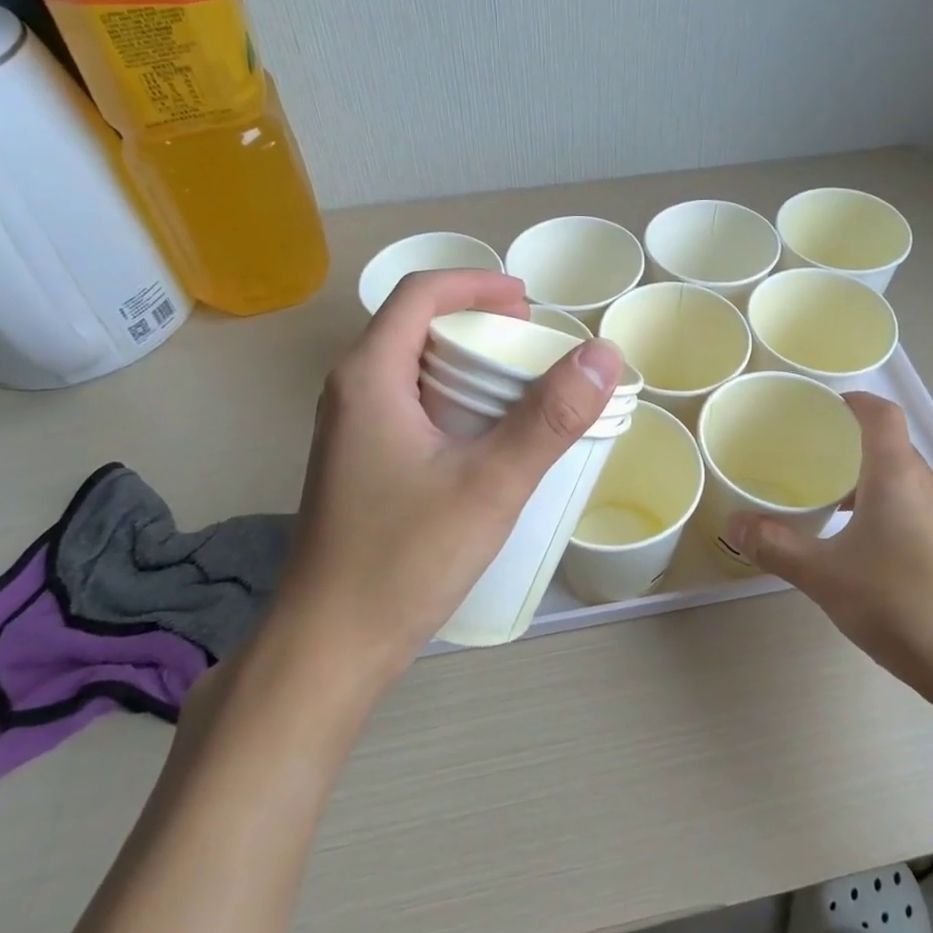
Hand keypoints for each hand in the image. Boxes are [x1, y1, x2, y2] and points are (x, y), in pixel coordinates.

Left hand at [277, 268, 622, 685]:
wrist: (328, 649)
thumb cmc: (403, 559)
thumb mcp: (490, 484)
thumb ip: (550, 418)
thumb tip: (604, 354)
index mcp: (370, 376)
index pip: (420, 293)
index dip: (477, 283)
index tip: (530, 302)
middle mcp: (351, 392)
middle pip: (416, 326)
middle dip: (478, 322)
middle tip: (534, 347)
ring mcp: (350, 431)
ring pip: (413, 368)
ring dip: (468, 364)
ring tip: (521, 388)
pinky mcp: (359, 464)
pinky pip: (410, 405)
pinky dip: (455, 400)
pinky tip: (488, 439)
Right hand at [724, 392, 932, 705]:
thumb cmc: (902, 604)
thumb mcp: (826, 576)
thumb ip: (777, 546)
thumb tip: (732, 523)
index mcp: (897, 474)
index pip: (880, 413)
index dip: (851, 401)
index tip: (816, 409)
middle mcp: (924, 484)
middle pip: (887, 443)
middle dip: (846, 442)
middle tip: (802, 454)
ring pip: (898, 477)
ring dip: (862, 477)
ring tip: (821, 498)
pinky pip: (908, 505)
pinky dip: (878, 505)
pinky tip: (853, 542)